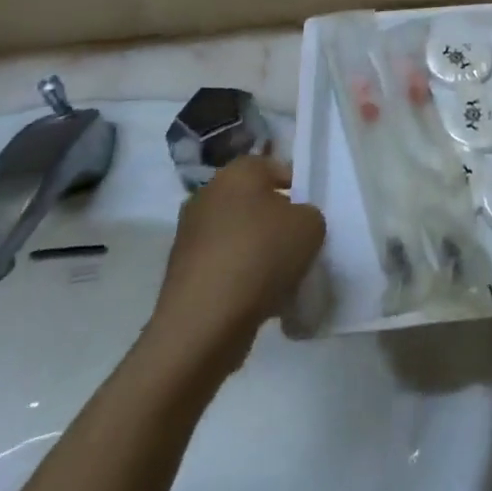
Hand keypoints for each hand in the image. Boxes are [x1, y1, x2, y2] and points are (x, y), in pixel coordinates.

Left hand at [149, 156, 324, 373]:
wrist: (204, 322)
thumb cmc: (261, 256)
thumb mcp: (311, 225)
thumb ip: (309, 215)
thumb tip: (294, 223)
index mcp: (238, 172)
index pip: (275, 168)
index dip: (298, 188)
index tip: (310, 216)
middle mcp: (208, 194)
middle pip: (254, 202)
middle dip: (275, 221)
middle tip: (297, 245)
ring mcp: (189, 234)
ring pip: (237, 235)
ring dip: (256, 251)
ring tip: (279, 278)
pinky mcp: (181, 272)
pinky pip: (222, 265)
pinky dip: (238, 277)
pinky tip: (257, 298)